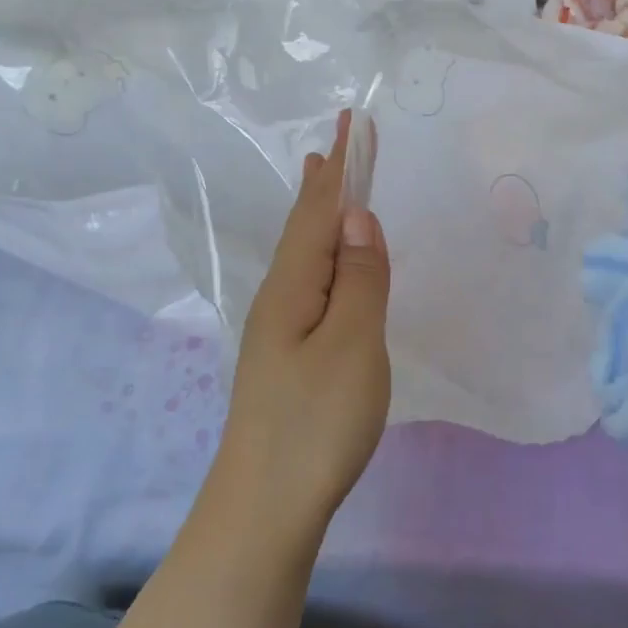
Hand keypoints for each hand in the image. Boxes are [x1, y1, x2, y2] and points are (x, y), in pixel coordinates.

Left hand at [211, 110, 390, 536]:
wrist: (266, 504)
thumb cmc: (316, 421)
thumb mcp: (352, 344)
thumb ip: (360, 279)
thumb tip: (361, 219)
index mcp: (294, 286)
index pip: (320, 211)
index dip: (339, 167)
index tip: (348, 123)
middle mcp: (280, 299)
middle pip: (306, 228)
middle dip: (323, 184)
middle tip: (333, 144)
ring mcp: (279, 331)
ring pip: (305, 257)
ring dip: (319, 217)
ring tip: (325, 188)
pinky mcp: (287, 358)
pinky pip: (310, 285)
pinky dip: (322, 257)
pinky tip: (323, 268)